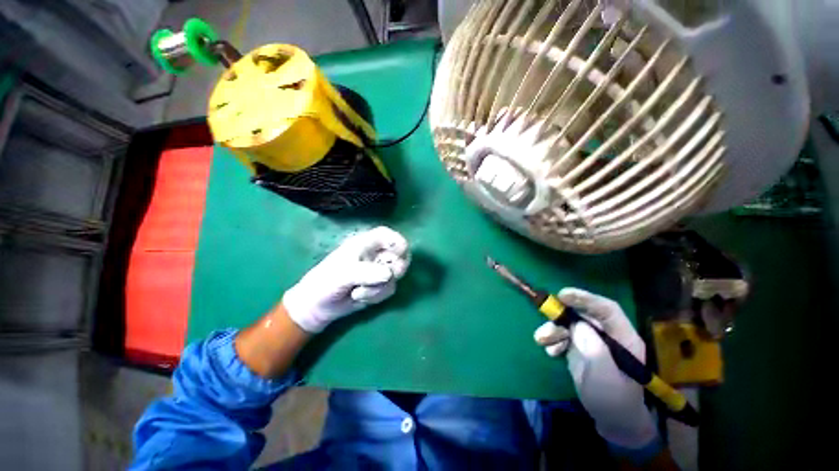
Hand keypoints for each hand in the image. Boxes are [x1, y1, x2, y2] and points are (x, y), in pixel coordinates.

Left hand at [283, 226, 409, 332]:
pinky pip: (390, 289)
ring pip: (396, 275)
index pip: (388, 235)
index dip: (398, 242)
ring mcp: (378, 270)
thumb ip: (367, 272)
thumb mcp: (343, 273)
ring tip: (359, 291)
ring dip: (379, 287)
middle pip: (400, 255)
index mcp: (365, 243)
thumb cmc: (326, 282)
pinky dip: (377, 296)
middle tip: (385, 277)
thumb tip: (390, 275)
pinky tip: (361, 297)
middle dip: (395, 269)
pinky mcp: (380, 286)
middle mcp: (375, 255)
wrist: (318, 307)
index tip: (399, 255)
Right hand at [533, 288, 657, 448]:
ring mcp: (593, 340)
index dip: (585, 298)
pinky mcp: (580, 348)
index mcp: (623, 337)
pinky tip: (550, 351)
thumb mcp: (605, 377)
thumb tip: (578, 325)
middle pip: (582, 315)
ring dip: (553, 329)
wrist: (611, 419)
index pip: (606, 309)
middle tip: (545, 321)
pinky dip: (554, 340)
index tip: (562, 295)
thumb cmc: (613, 399)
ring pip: (569, 324)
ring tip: (542, 340)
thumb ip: (595, 350)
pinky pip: (563, 336)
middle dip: (561, 316)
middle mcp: (607, 334)